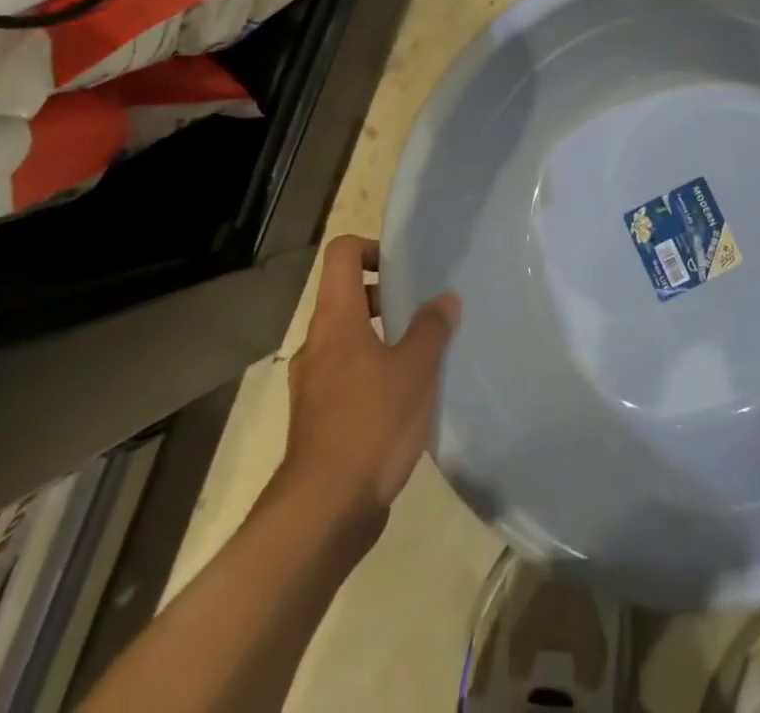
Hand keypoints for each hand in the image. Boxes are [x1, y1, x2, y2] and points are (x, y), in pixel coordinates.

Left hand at [274, 235, 460, 526]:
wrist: (324, 511)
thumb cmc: (371, 424)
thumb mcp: (415, 370)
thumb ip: (431, 329)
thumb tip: (445, 299)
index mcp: (336, 320)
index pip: (342, 255)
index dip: (372, 248)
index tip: (405, 267)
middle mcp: (318, 344)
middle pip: (346, 295)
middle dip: (385, 295)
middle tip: (424, 309)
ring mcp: (314, 383)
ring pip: (348, 338)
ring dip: (382, 336)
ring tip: (423, 353)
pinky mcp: (319, 418)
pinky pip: (348, 375)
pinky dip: (374, 371)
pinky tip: (407, 396)